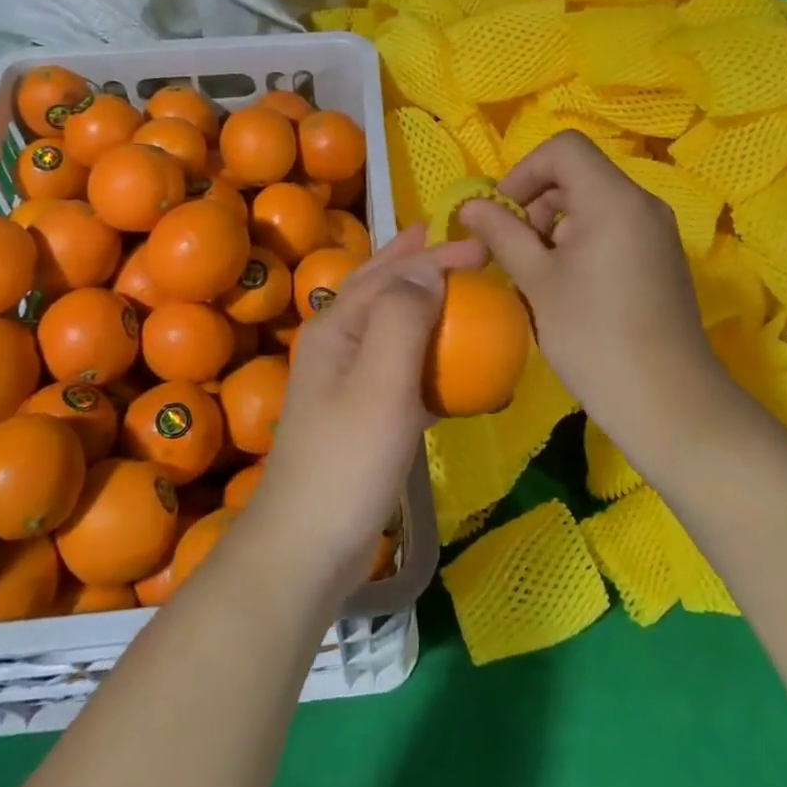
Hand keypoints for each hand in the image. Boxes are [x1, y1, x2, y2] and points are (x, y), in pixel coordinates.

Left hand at [243, 226, 484, 598]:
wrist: (307, 545)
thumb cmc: (348, 458)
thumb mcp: (381, 382)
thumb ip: (403, 318)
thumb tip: (427, 269)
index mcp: (337, 327)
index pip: (390, 273)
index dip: (434, 255)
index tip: (480, 247)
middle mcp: (337, 344)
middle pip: (377, 288)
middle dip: (412, 261)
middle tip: (449, 241)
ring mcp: (346, 381)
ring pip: (388, 325)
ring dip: (419, 301)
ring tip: (449, 287)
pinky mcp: (362, 415)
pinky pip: (400, 368)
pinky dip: (426, 355)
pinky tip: (449, 366)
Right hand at [457, 133, 737, 474]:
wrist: (669, 402)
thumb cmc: (594, 336)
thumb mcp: (537, 281)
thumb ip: (502, 234)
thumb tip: (470, 206)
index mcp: (613, 199)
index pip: (564, 148)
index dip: (525, 171)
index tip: (505, 214)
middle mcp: (642, 203)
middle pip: (579, 173)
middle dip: (538, 201)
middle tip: (516, 250)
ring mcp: (657, 231)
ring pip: (595, 202)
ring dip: (556, 224)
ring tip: (539, 273)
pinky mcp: (661, 258)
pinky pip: (613, 227)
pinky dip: (582, 240)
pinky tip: (569, 287)